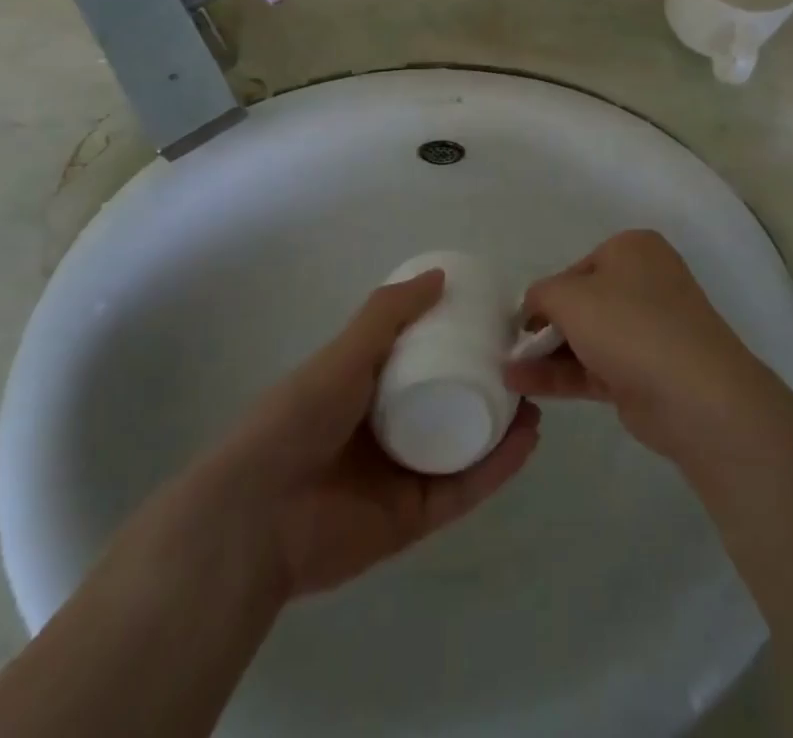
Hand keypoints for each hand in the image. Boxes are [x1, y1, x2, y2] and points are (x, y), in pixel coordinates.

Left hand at [204, 269, 540, 597]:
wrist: (257, 515)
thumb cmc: (299, 418)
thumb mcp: (344, 354)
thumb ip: (388, 314)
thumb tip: (440, 275)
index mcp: (366, 388)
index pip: (421, 360)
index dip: (457, 342)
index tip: (493, 324)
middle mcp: (387, 429)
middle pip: (448, 403)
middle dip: (487, 386)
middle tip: (522, 366)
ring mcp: (401, 475)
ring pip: (463, 447)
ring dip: (501, 427)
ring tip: (534, 403)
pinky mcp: (413, 518)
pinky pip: (463, 489)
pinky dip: (495, 469)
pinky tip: (525, 442)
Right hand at [505, 230, 782, 466]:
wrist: (696, 395)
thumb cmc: (630, 325)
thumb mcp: (571, 296)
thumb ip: (542, 294)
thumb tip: (534, 306)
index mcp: (633, 249)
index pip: (577, 267)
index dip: (546, 293)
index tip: (520, 320)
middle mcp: (644, 283)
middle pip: (583, 302)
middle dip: (545, 325)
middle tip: (510, 346)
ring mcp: (647, 330)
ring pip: (587, 337)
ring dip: (547, 353)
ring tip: (505, 372)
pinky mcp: (645, 372)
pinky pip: (594, 366)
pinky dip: (561, 374)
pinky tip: (523, 385)